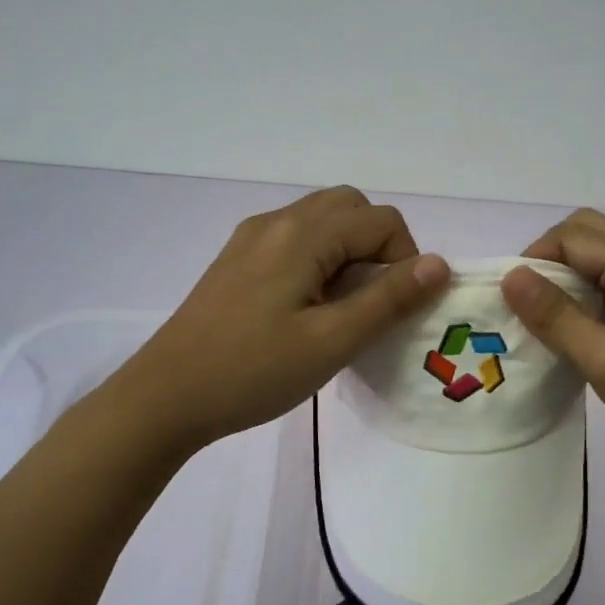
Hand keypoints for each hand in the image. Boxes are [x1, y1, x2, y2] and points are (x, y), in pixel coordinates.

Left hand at [111, 187, 449, 455]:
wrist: (165, 396)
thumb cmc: (253, 371)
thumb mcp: (332, 341)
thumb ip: (389, 299)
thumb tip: (439, 263)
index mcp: (303, 234)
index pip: (381, 220)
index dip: (405, 259)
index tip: (395, 308)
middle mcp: (277, 221)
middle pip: (350, 207)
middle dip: (378, 244)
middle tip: (374, 299)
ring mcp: (252, 238)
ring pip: (321, 220)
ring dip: (348, 250)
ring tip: (343, 305)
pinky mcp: (237, 258)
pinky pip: (295, 238)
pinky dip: (319, 257)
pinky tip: (308, 306)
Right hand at [501, 208, 604, 481]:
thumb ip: (557, 316)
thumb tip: (511, 275)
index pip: (575, 235)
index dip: (537, 257)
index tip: (515, 300)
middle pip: (591, 232)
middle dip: (551, 257)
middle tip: (531, 302)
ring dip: (571, 274)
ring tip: (552, 317)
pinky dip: (591, 291)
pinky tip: (584, 329)